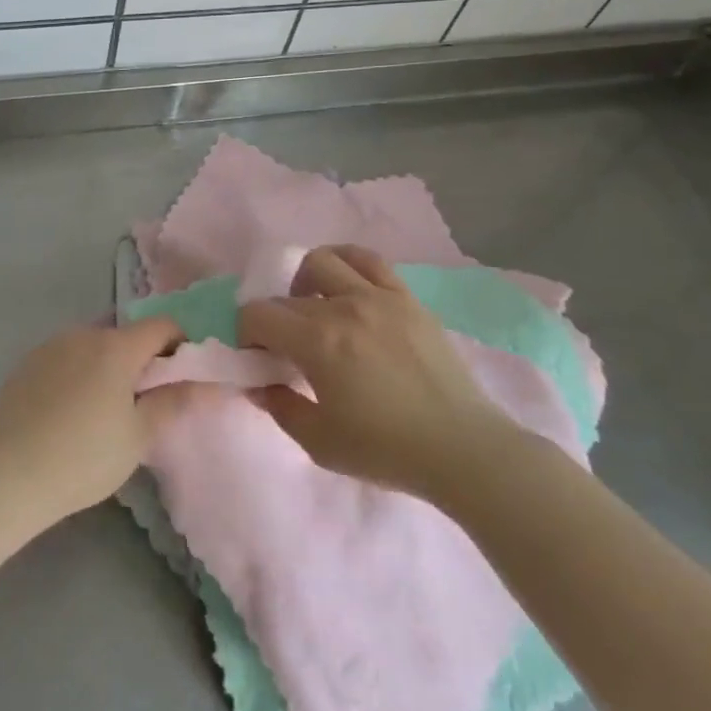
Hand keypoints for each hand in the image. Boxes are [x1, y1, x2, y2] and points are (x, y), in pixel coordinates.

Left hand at [0, 319, 188, 557]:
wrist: (12, 475)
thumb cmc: (86, 456)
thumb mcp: (139, 435)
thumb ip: (173, 402)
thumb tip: (206, 382)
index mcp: (116, 346)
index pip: (162, 326)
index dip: (179, 345)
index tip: (179, 377)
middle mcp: (82, 334)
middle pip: (124, 336)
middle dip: (140, 360)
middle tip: (141, 402)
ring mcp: (49, 346)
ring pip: (91, 347)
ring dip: (105, 366)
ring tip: (101, 410)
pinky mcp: (25, 364)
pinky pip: (63, 359)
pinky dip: (75, 374)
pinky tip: (67, 412)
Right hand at [237, 245, 514, 500]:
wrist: (463, 450)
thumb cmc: (386, 450)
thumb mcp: (319, 442)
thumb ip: (279, 407)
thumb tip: (258, 383)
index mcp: (317, 342)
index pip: (257, 315)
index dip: (247, 335)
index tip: (260, 360)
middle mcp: (344, 308)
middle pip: (287, 295)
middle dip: (274, 320)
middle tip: (286, 348)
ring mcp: (379, 297)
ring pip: (326, 260)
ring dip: (307, 280)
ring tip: (315, 307)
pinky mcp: (407, 299)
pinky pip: (370, 261)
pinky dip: (347, 265)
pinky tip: (348, 290)